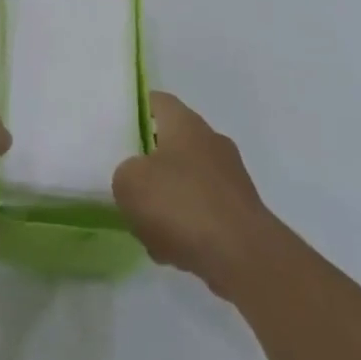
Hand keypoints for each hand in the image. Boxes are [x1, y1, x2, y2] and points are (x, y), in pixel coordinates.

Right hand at [113, 92, 279, 298]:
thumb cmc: (181, 205)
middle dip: (149, 166)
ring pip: (186, 182)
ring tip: (148, 231)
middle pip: (171, 144)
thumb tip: (136, 177)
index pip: (157, 102)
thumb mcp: (129, 183)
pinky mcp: (241, 213)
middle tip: (128, 184)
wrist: (243, 257)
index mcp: (185, 123)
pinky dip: (188, 228)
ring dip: (167, 203)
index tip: (117, 130)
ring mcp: (230, 178)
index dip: (135, 111)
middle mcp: (211, 142)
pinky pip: (203, 213)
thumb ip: (124, 172)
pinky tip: (173, 253)